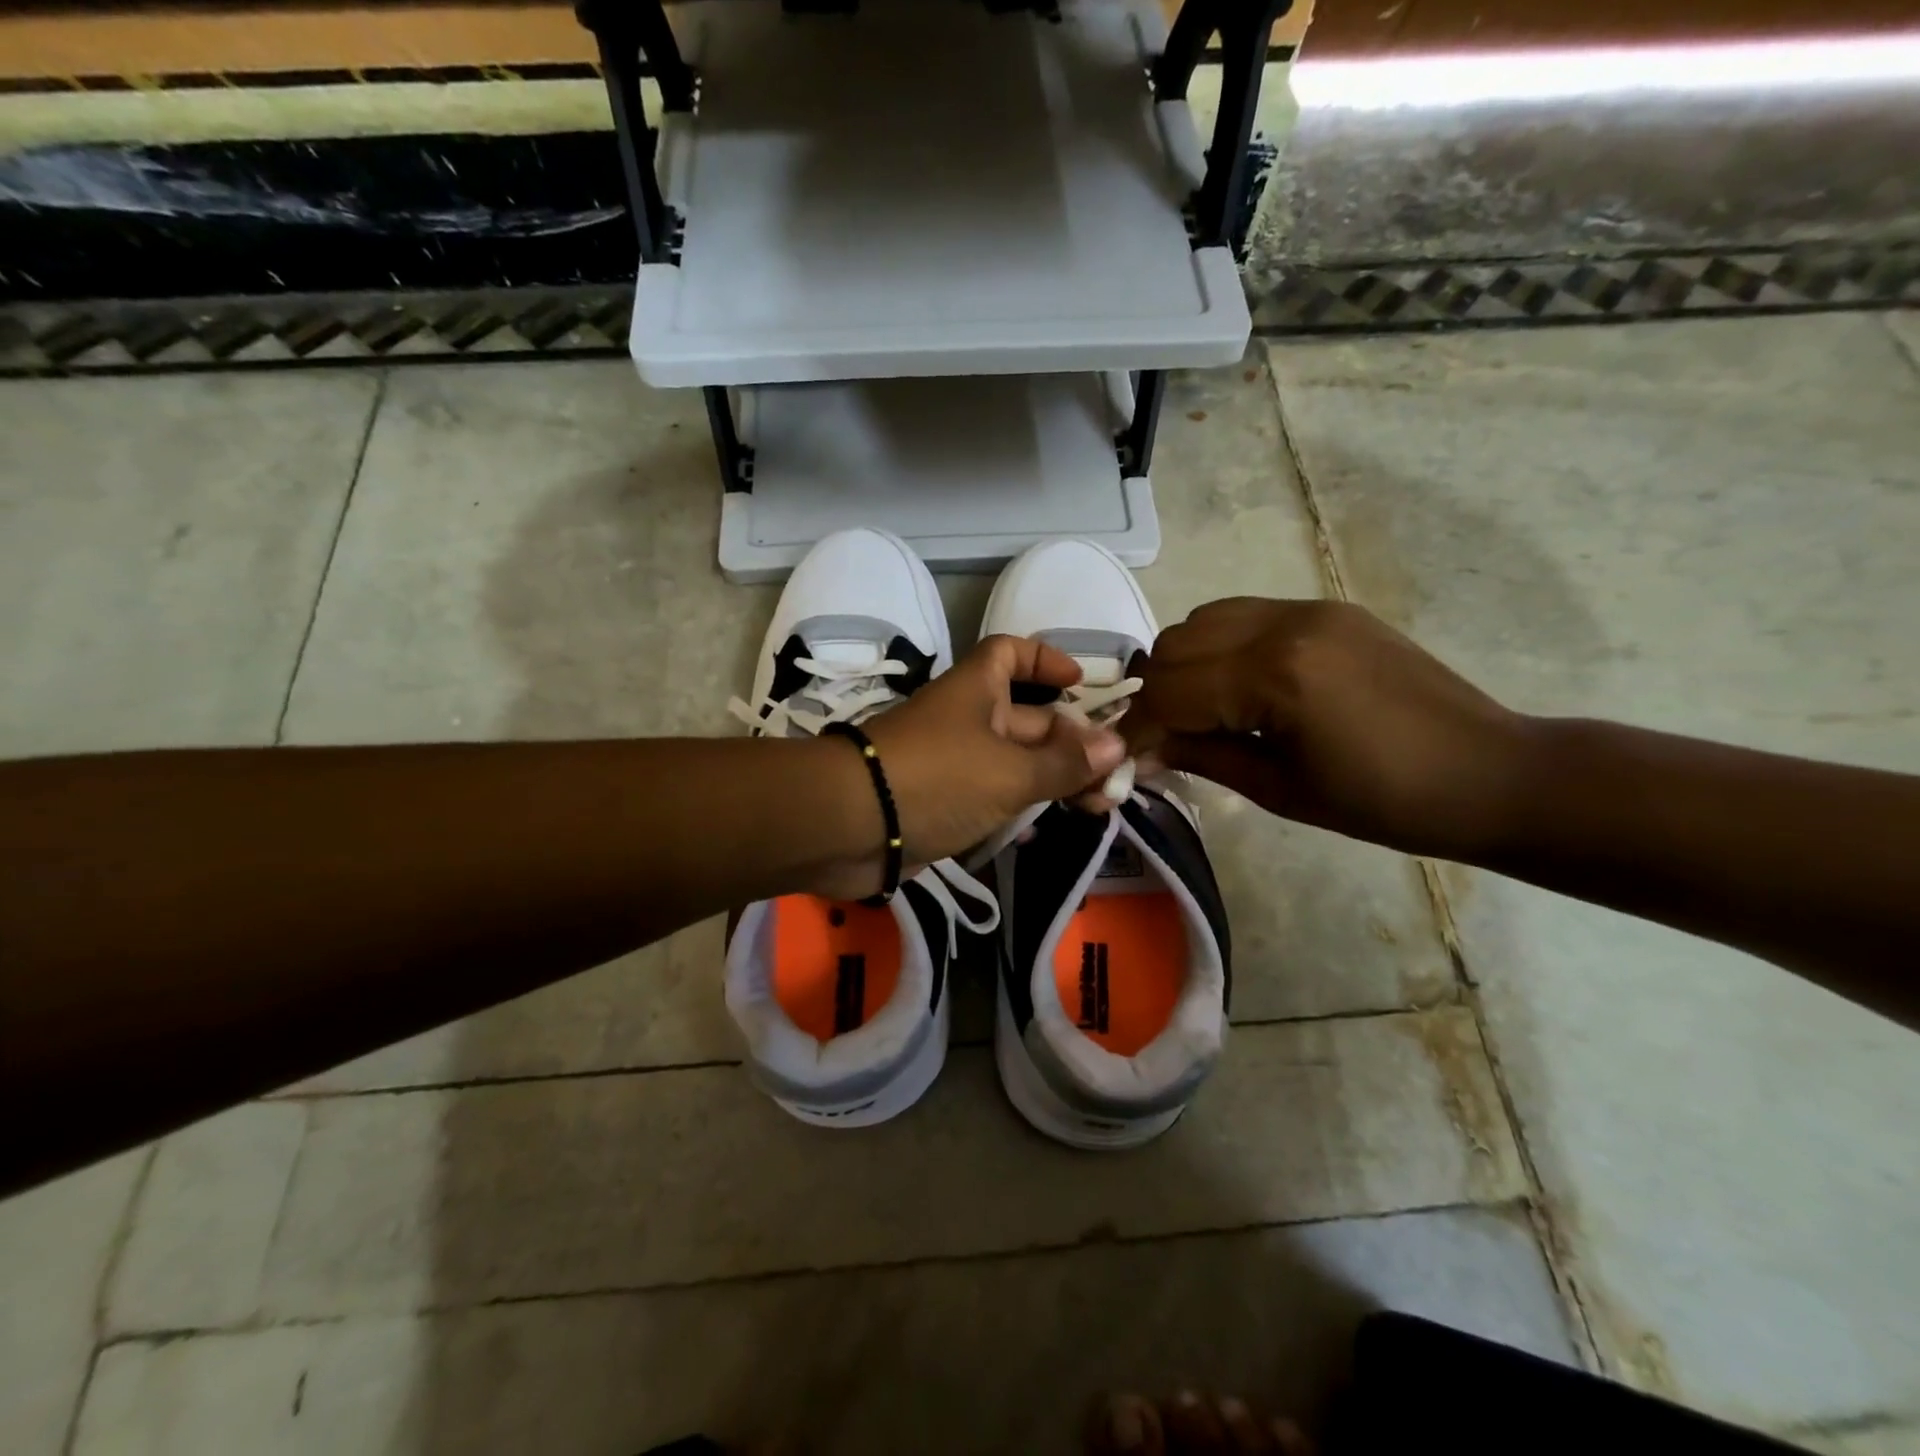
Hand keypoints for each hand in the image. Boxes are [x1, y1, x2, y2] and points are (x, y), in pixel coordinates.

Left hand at [858, 635, 1126, 870]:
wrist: (850, 826)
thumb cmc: (936, 778)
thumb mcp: (1010, 771)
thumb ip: (1064, 763)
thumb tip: (1117, 745)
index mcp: (977, 691)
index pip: (1011, 653)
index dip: (1046, 660)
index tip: (1081, 685)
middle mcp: (965, 720)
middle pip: (1027, 719)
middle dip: (1071, 743)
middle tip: (1111, 779)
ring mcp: (951, 763)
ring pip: (1012, 763)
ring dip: (1050, 780)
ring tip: (1094, 807)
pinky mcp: (940, 803)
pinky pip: (988, 798)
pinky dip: (1016, 809)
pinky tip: (1041, 831)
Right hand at [1121, 598, 1531, 859]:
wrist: (1490, 773)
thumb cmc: (1385, 802)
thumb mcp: (1280, 790)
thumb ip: (1202, 758)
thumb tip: (1143, 751)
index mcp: (1275, 676)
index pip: (1170, 691)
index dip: (1139, 728)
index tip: (1126, 760)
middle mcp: (1283, 625)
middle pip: (1175, 646)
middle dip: (1156, 695)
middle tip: (1164, 739)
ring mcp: (1307, 609)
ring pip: (1203, 620)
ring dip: (1184, 665)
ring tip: (1199, 711)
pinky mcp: (1326, 609)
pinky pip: (1243, 615)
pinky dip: (1219, 647)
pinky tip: (1237, 687)